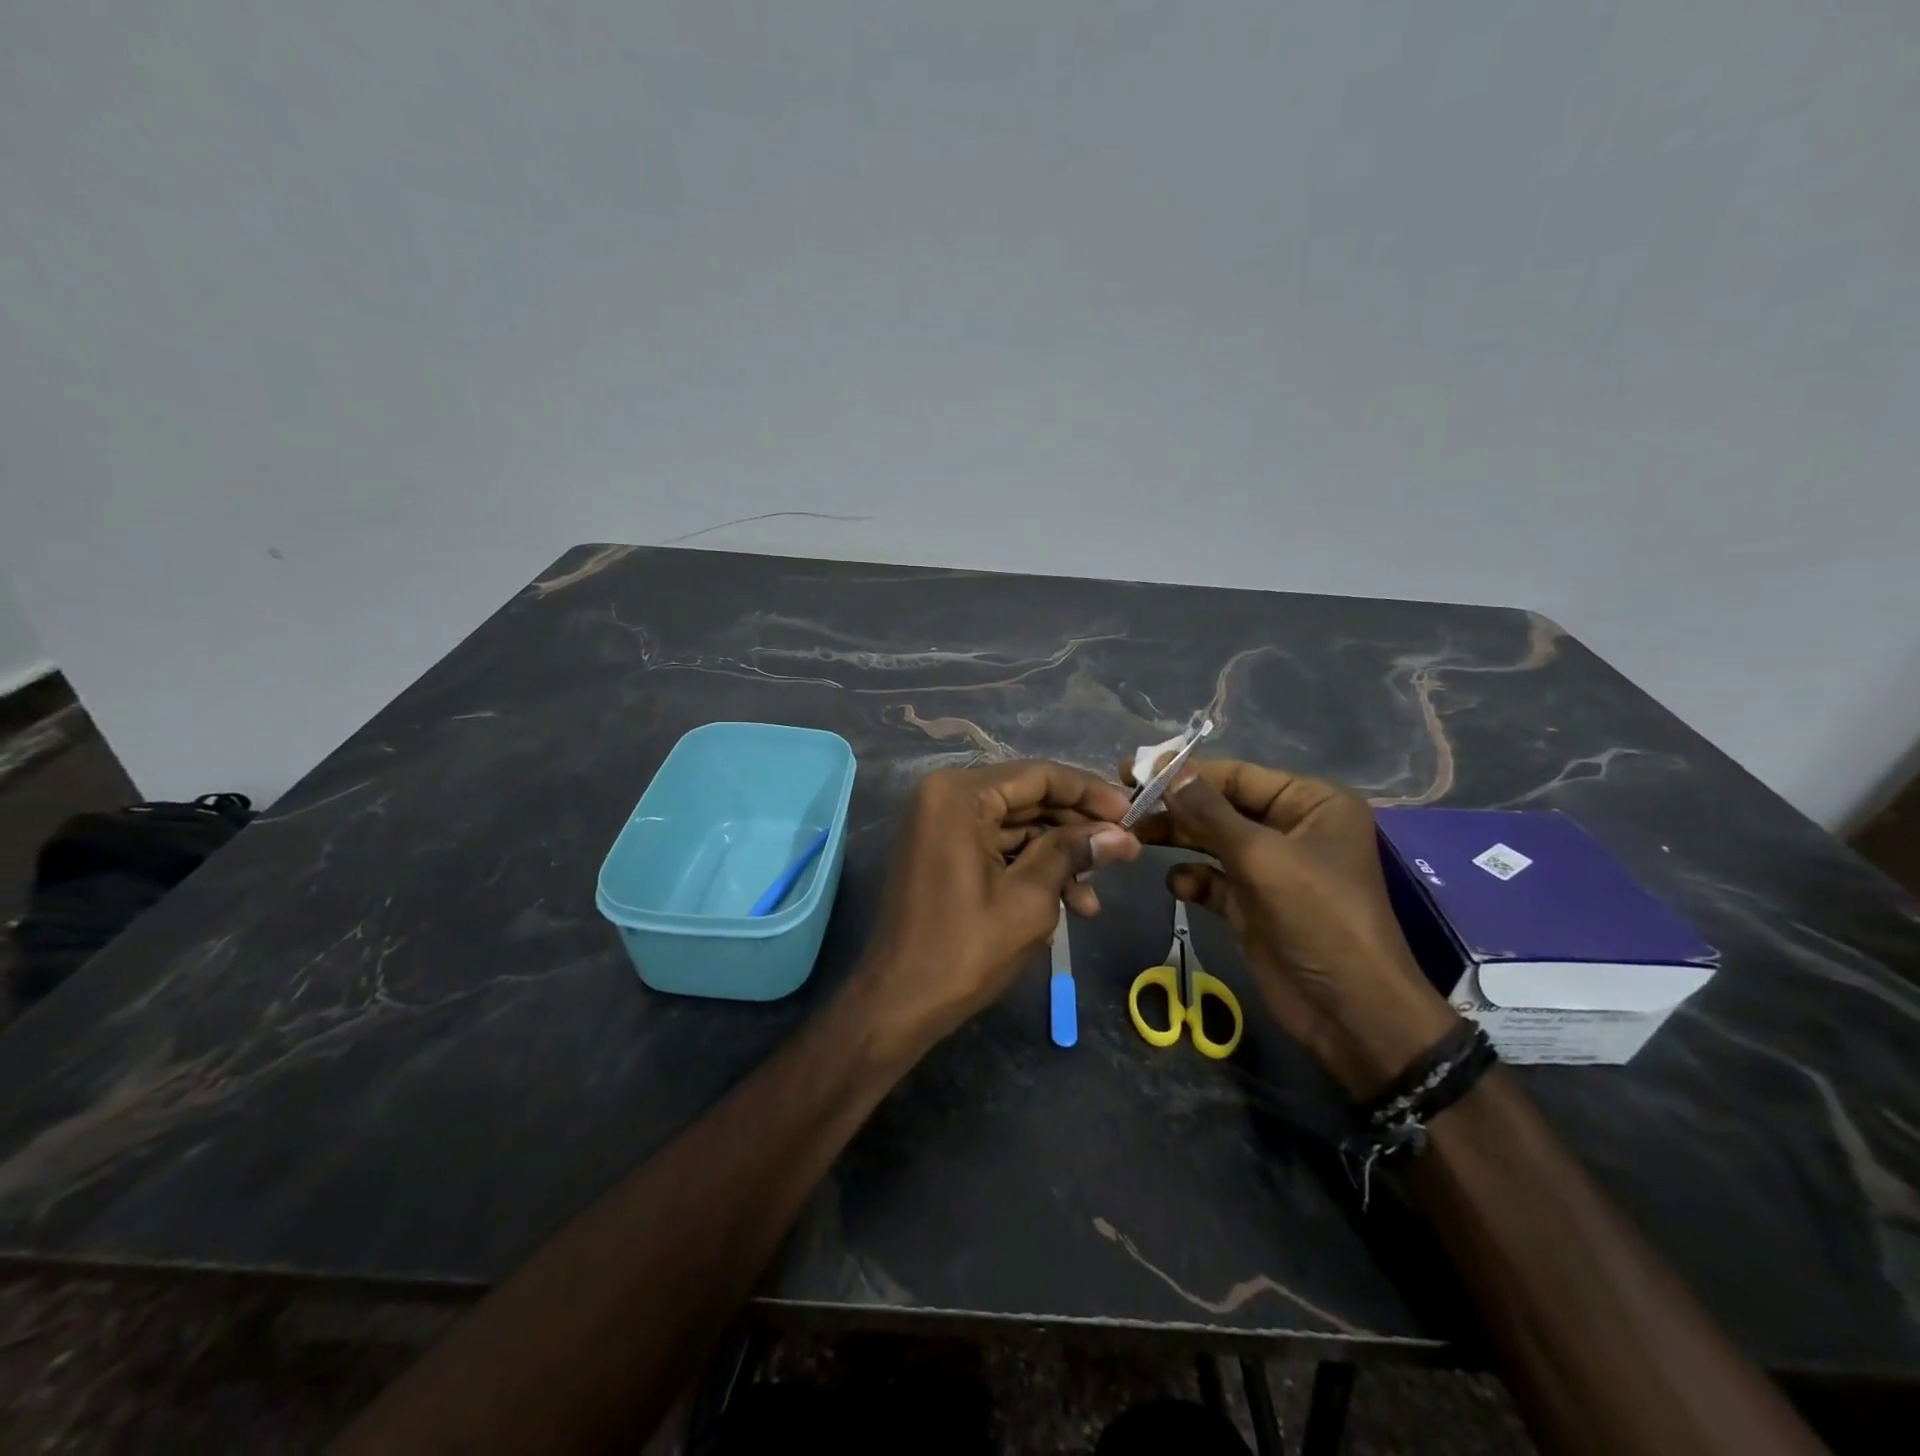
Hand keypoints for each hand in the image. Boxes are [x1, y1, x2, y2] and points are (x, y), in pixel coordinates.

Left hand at [855, 761, 1140, 1048]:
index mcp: (959, 795)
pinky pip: (995, 846)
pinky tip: (1066, 903)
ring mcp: (940, 825)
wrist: (898, 1003)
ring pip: (1015, 827)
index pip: (1038, 776)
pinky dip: (1030, 869)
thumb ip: (1074, 854)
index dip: (1089, 792)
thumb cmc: (964, 949)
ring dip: (1057, 858)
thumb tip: (1123, 835)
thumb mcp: (1030, 899)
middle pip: (1027, 799)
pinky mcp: (942, 852)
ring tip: (1093, 900)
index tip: (1132, 813)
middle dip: (1076, 830)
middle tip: (1123, 852)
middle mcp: (944, 797)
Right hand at [1128, 758, 1457, 1097]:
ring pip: (1211, 841)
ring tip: (1134, 839)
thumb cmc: (1317, 917)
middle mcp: (1292, 827)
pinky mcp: (1253, 903)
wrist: (1350, 1012)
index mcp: (1311, 803)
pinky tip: (1178, 887)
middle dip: (1176, 809)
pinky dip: (1193, 879)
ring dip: (1176, 840)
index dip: (1185, 773)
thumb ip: (1208, 811)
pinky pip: (1213, 878)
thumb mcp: (1261, 857)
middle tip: (1125, 806)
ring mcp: (1271, 868)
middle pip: (1220, 807)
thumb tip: (1166, 765)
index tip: (1132, 770)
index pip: (1237, 776)